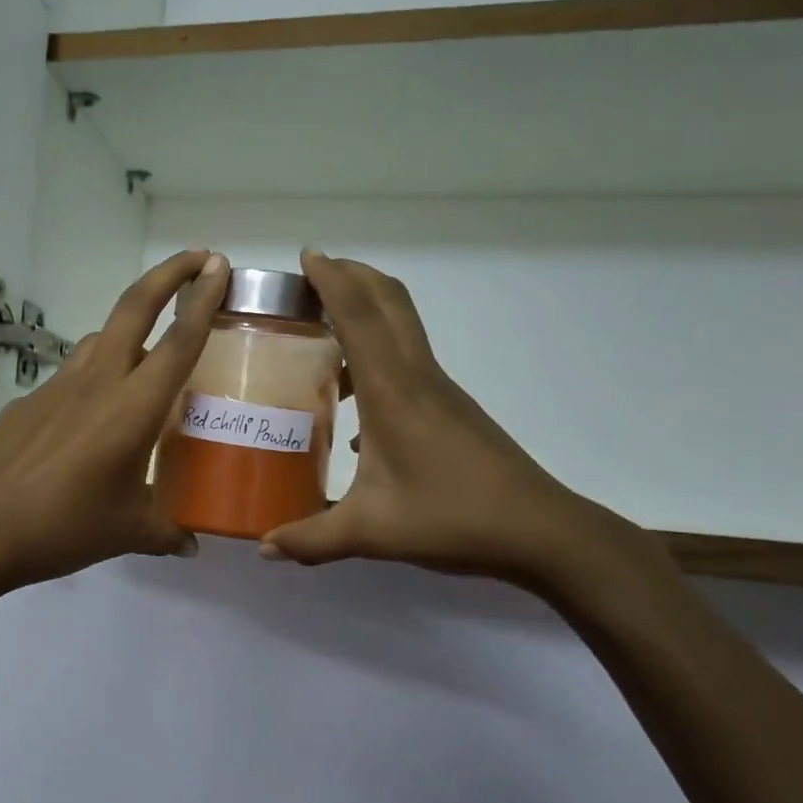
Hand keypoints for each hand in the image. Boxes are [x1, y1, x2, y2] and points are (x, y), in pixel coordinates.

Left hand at [0, 250, 230, 593]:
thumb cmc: (64, 527)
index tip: (219, 266)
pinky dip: (92, 378)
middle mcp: (97, 382)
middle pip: (134, 307)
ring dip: (127, 331)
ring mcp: (57, 385)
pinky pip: (70, 375)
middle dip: (169, 273)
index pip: (178, 341)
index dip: (203, 299)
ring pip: (100, 338)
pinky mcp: (28, 400)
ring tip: (144, 359)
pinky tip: (88, 419)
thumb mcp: (127, 533)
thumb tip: (191, 546)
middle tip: (199, 258)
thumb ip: (167, 532)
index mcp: (133, 408)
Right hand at [261, 250, 622, 590]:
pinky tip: (355, 401)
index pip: (359, 316)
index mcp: (393, 392)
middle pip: (388, 301)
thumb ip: (312, 539)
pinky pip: (408, 360)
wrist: (540, 531)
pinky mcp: (451, 408)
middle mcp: (417, 377)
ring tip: (324, 328)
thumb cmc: (453, 520)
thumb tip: (263, 546)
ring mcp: (440, 390)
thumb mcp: (372, 532)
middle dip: (352, 275)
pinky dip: (378, 352)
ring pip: (402, 327)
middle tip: (312, 275)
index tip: (307, 255)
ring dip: (367, 310)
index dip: (332, 279)